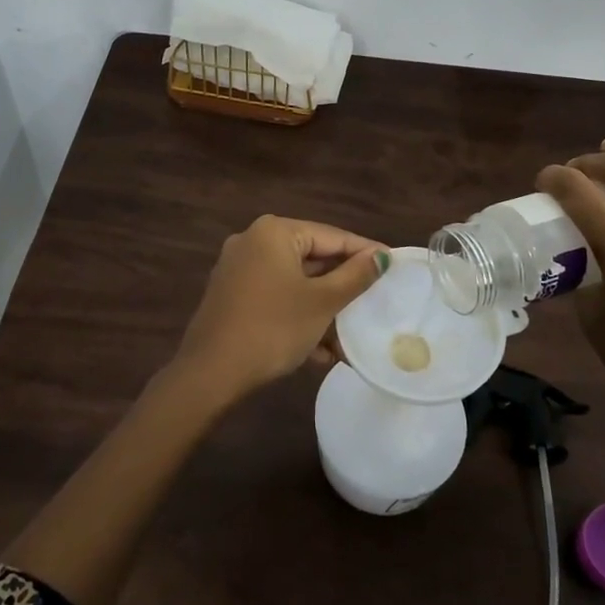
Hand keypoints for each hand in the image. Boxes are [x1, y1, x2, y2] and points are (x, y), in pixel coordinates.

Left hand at [169, 215, 388, 405]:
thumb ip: (354, 276)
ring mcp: (239, 269)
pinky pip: (276, 297)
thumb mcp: (321, 302)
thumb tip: (382, 256)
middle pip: (312, 258)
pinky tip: (320, 352)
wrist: (211, 373)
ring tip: (349, 338)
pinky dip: (298, 316)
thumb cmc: (273, 328)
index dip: (365, 252)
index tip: (394, 264)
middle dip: (342, 288)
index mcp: (274, 232)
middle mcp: (253, 241)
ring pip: (295, 283)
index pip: (332, 236)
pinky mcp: (232, 295)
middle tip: (374, 301)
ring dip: (323, 310)